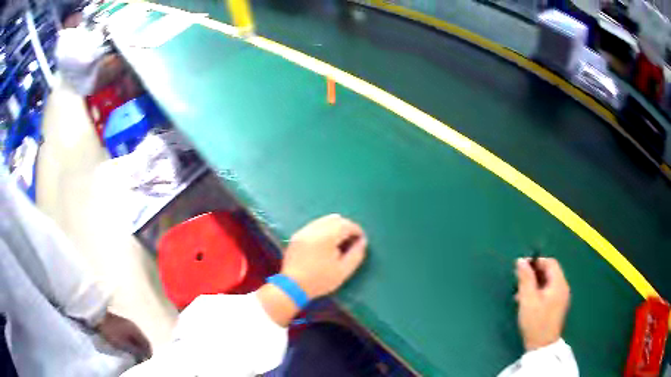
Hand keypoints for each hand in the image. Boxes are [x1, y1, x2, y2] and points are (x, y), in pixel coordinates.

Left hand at [96, 312, 151, 360]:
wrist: (98, 317)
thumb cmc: (111, 332)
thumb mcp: (124, 344)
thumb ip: (135, 351)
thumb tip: (144, 357)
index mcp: (136, 330)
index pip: (147, 344)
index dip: (148, 354)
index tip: (144, 361)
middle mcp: (134, 326)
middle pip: (142, 341)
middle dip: (141, 350)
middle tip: (138, 358)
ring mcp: (127, 324)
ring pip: (136, 338)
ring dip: (136, 346)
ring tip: (131, 353)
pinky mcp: (121, 323)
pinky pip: (130, 335)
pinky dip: (130, 342)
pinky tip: (125, 345)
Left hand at [281, 214, 367, 298]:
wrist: (293, 286)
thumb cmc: (320, 280)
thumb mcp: (343, 271)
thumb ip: (356, 254)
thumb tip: (362, 241)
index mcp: (326, 237)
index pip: (346, 225)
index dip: (357, 230)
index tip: (361, 240)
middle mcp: (313, 229)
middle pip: (334, 219)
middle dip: (346, 227)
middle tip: (351, 240)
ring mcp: (303, 231)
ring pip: (323, 220)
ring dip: (334, 227)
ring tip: (338, 242)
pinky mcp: (296, 236)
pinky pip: (313, 226)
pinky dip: (323, 230)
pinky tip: (325, 243)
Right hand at [515, 258, 570, 350]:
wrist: (542, 347)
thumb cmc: (535, 322)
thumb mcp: (527, 299)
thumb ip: (525, 279)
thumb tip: (521, 261)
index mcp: (559, 283)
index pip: (550, 263)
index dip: (536, 262)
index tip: (521, 267)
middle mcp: (563, 288)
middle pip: (550, 272)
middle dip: (534, 273)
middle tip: (519, 281)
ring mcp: (562, 298)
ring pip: (549, 283)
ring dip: (535, 284)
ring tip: (520, 294)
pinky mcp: (558, 307)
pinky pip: (549, 292)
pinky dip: (539, 292)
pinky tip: (528, 302)